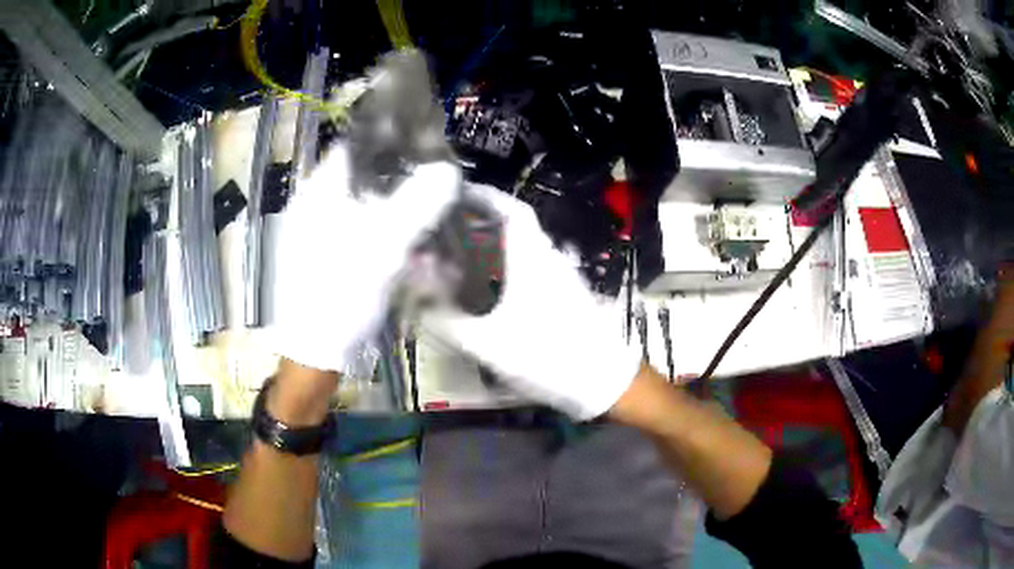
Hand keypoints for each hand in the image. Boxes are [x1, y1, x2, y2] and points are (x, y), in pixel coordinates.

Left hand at [273, 145, 459, 372]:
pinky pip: (361, 232)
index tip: (426, 155)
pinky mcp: (327, 255)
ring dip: (397, 211)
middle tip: (435, 192)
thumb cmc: (340, 296)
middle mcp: (315, 206)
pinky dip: (385, 235)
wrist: (314, 353)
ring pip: (365, 206)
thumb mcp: (382, 248)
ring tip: (427, 225)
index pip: (356, 148)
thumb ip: (416, 205)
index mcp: (318, 193)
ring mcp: (318, 232)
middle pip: (363, 177)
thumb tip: (447, 169)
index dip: (392, 146)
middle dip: (401, 182)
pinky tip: (407, 252)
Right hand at [422, 185, 640, 419]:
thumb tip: (417, 303)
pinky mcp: (567, 293)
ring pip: (524, 247)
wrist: (603, 380)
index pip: (511, 209)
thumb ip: (448, 322)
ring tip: (460, 254)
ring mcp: (562, 275)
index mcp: (532, 257)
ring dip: (495, 244)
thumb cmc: (547, 355)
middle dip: (482, 221)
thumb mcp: (488, 343)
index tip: (456, 193)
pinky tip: (489, 286)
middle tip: (447, 229)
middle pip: (515, 226)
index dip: (485, 195)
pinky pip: (533, 266)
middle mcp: (549, 257)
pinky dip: (509, 265)